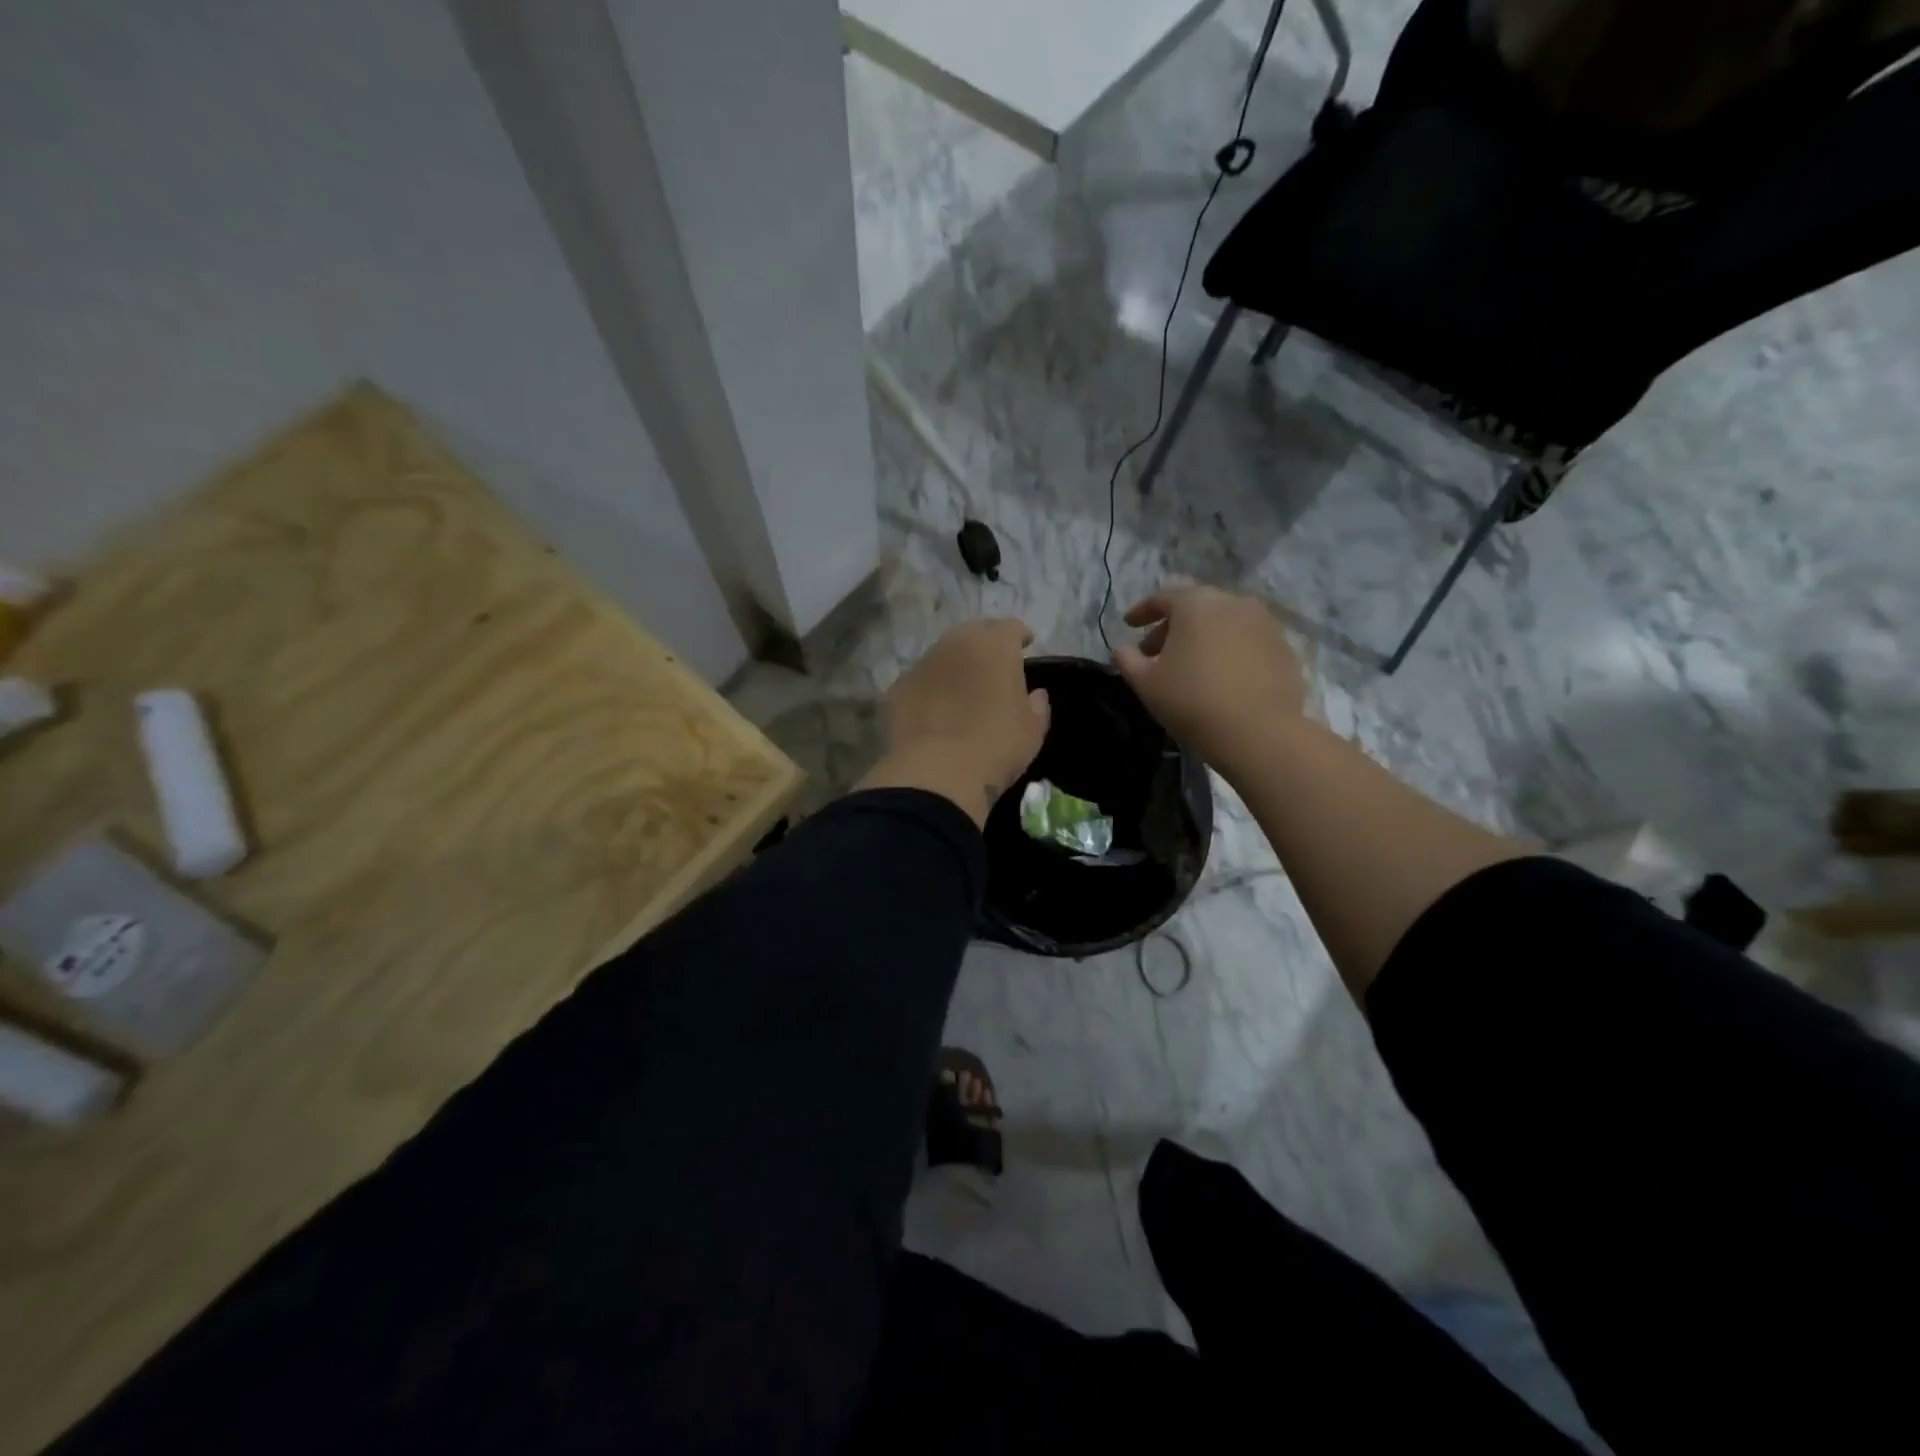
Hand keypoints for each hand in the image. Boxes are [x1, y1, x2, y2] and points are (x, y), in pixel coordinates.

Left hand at [859, 618, 1050, 827]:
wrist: (938, 773)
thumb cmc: (996, 746)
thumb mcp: (1032, 730)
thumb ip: (1037, 705)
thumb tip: (1035, 694)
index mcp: (995, 646)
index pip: (1011, 627)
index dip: (1020, 636)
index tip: (1026, 646)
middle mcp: (956, 644)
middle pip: (973, 632)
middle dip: (985, 642)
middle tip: (993, 664)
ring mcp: (922, 664)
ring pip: (943, 653)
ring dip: (955, 663)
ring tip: (962, 686)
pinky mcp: (898, 688)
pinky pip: (921, 679)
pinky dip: (931, 687)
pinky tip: (935, 709)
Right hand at [1112, 586, 1304, 771]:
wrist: (1259, 732)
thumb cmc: (1192, 701)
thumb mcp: (1146, 683)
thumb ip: (1128, 660)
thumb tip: (1121, 649)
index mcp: (1196, 603)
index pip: (1162, 596)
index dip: (1142, 611)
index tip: (1129, 626)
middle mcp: (1233, 602)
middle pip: (1196, 605)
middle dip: (1173, 624)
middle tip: (1156, 651)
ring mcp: (1264, 623)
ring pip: (1224, 621)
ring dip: (1203, 635)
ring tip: (1190, 664)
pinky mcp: (1284, 647)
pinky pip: (1247, 640)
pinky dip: (1229, 649)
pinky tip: (1221, 675)